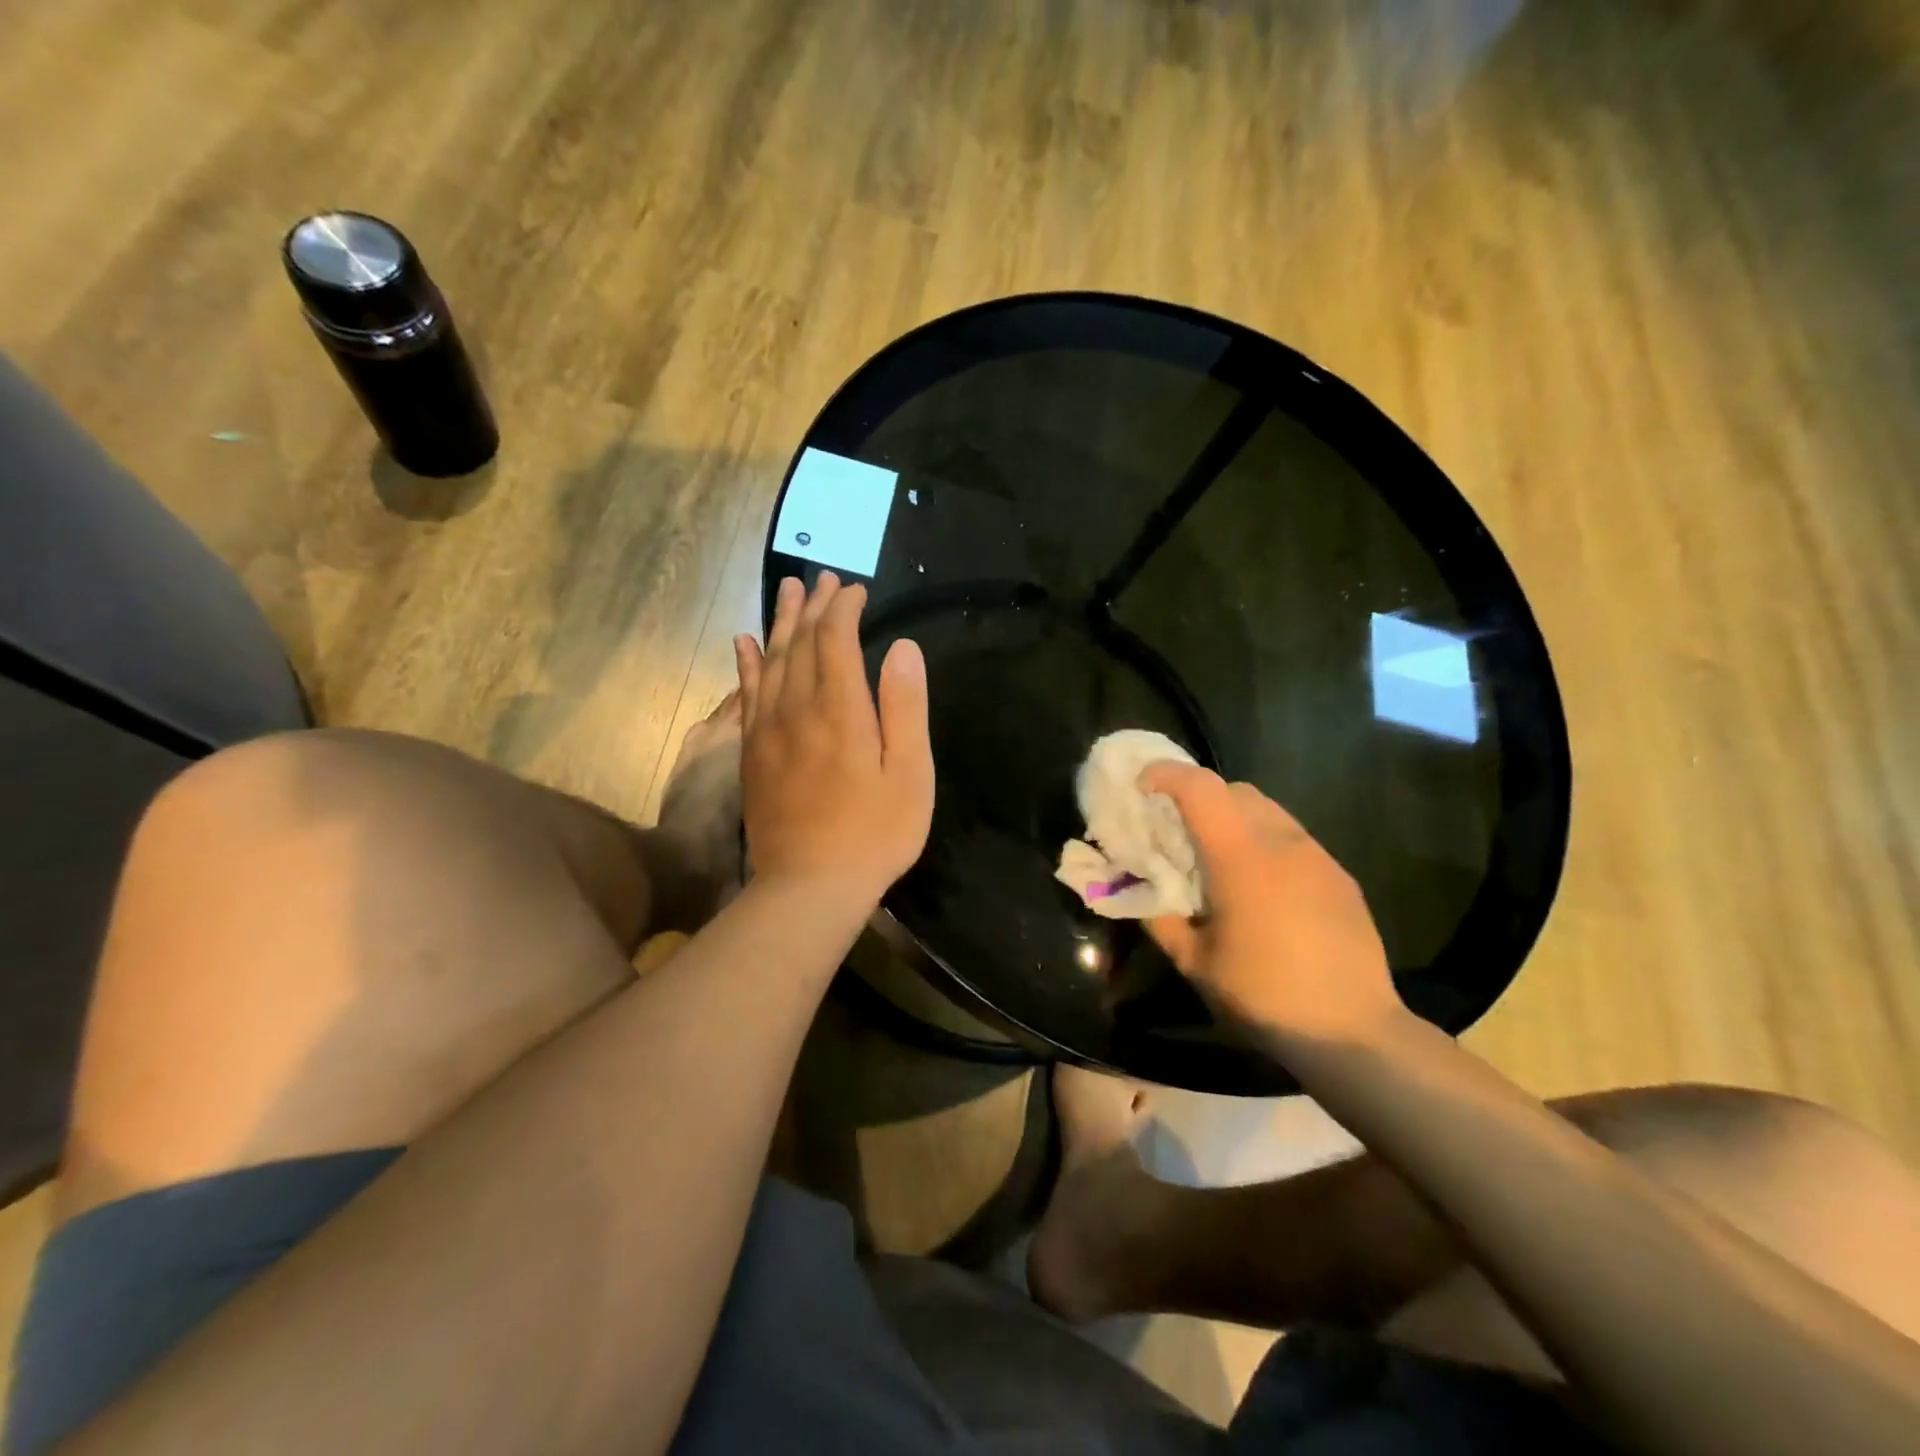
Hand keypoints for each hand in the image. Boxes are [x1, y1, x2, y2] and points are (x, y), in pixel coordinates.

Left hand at [734, 574, 933, 907]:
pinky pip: (746, 694)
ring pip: (771, 661)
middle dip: (814, 606)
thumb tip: (902, 647)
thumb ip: (905, 707)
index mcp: (840, 709)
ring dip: (781, 623)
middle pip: (801, 643)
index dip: (844, 609)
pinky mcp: (752, 752)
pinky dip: (747, 664)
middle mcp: (798, 708)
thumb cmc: (874, 833)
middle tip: (823, 578)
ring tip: (787, 591)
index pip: (835, 639)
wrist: (809, 886)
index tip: (857, 591)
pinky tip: (744, 643)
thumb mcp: (910, 774)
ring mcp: (768, 730)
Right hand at [1140, 762, 1402, 1046]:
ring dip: (1235, 818)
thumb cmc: (1263, 996)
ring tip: (1220, 859)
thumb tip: (1140, 889)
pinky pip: (1293, 838)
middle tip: (1179, 831)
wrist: (1353, 1033)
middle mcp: (1281, 842)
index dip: (1166, 775)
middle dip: (1200, 796)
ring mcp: (1317, 856)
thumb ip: (1160, 917)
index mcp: (1240, 857)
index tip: (1143, 788)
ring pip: (1268, 810)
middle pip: (1235, 790)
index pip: (1200, 787)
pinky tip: (1263, 887)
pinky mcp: (1340, 876)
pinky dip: (1266, 842)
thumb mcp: (1194, 963)